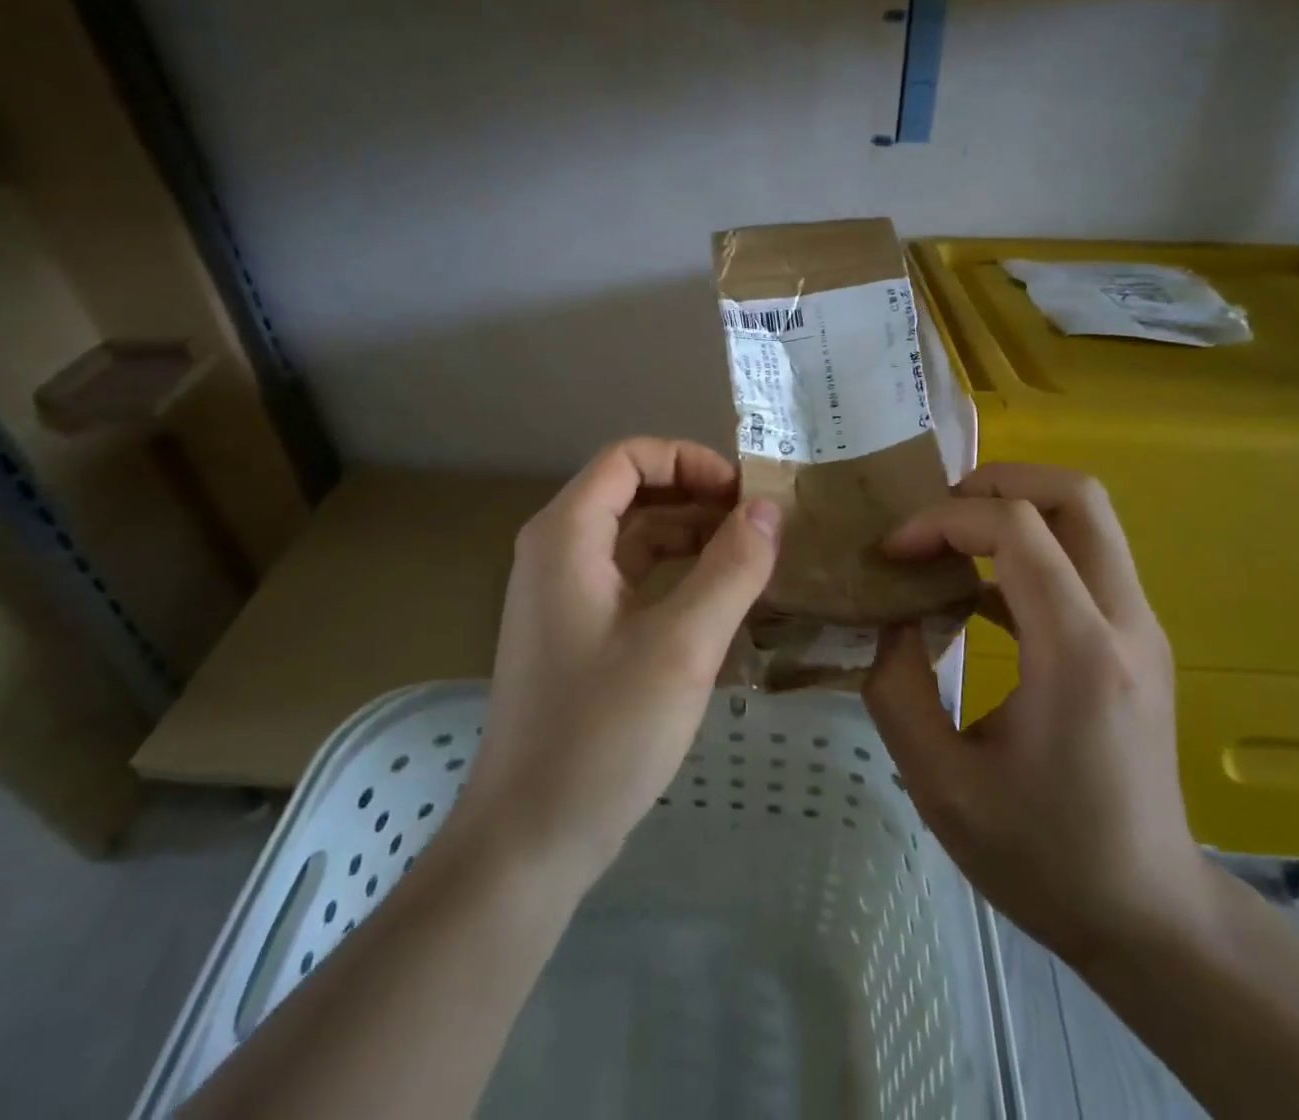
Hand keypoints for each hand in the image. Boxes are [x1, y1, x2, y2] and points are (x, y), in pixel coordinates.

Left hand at [454, 439, 780, 885]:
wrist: (528, 840)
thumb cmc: (602, 733)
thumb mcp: (682, 646)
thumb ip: (732, 568)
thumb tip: (769, 508)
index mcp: (566, 536)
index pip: (630, 458)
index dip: (690, 461)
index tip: (744, 495)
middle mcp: (557, 552)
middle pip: (633, 493)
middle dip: (699, 498)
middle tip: (762, 525)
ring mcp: (564, 594)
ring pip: (636, 538)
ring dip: (693, 538)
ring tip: (755, 559)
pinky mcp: (578, 632)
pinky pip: (633, 579)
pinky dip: (677, 576)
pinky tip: (722, 601)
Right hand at [864, 464, 1213, 968]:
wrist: (1149, 917)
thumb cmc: (1043, 858)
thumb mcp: (940, 784)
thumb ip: (897, 687)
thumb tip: (889, 617)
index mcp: (1079, 654)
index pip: (1017, 529)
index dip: (943, 520)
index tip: (894, 551)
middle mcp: (1124, 622)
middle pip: (1075, 494)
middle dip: (993, 483)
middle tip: (932, 517)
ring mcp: (1140, 628)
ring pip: (1087, 517)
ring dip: (1012, 508)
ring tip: (946, 542)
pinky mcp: (1135, 640)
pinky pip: (1083, 558)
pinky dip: (1027, 549)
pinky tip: (974, 594)